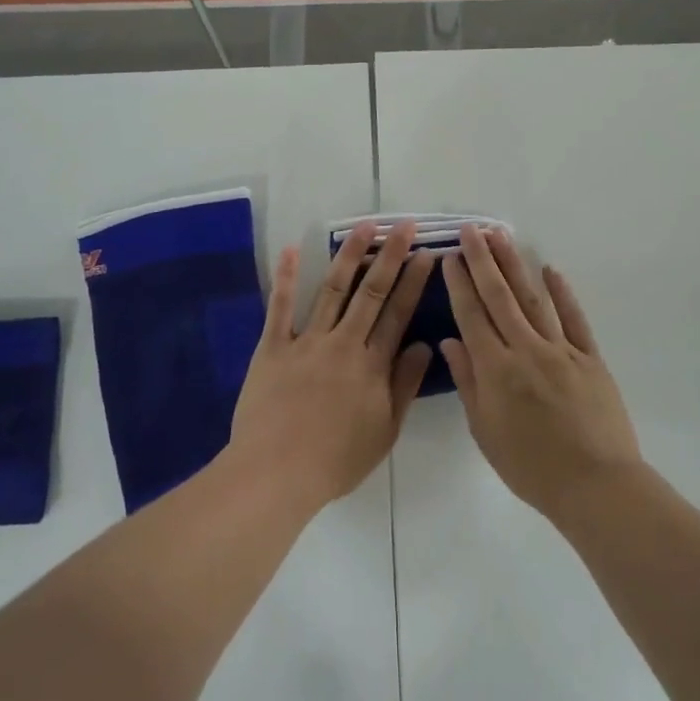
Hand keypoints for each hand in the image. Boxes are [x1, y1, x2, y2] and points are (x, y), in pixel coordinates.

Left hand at [229, 221, 436, 511]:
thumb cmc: (335, 460)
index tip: (426, 254)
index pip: (399, 315)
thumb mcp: (384, 432)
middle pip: (371, 293)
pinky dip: (287, 278)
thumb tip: (425, 347)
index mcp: (372, 366)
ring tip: (364, 226)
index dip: (414, 282)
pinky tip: (293, 250)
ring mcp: (307, 342)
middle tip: (403, 226)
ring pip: (333, 290)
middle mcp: (343, 344)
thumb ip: (404, 386)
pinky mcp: (273, 347)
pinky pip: (280, 308)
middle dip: (390, 256)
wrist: (276, 473)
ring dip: (349, 256)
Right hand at [441, 224, 642, 523]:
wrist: (595, 485)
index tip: (449, 257)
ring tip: (500, 236)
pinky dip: (562, 293)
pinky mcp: (590, 357)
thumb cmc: (531, 467)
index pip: (471, 315)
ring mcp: (561, 350)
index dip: (459, 284)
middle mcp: (525, 349)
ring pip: (533, 298)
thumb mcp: (486, 431)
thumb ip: (468, 383)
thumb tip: (451, 342)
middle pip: (499, 297)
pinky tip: (550, 269)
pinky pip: (574, 318)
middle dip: (482, 260)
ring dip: (515, 265)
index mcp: (496, 369)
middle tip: (471, 230)